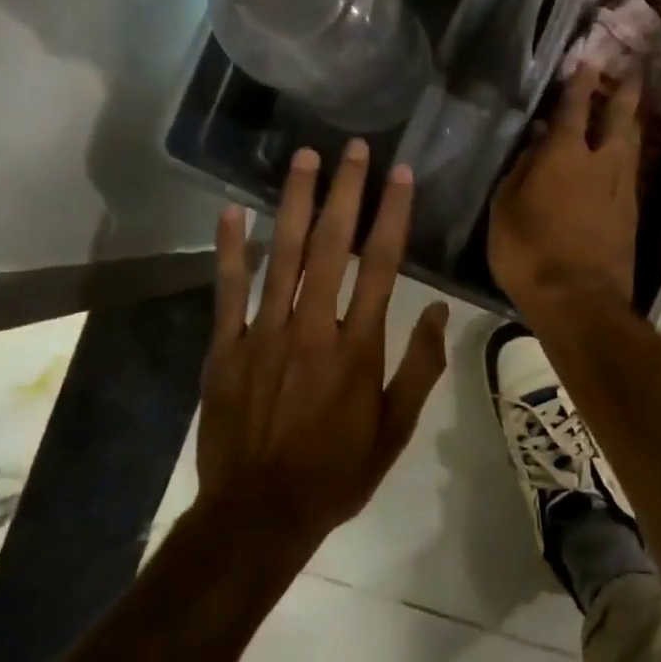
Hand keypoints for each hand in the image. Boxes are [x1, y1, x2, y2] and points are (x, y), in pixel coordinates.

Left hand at [197, 140, 449, 549]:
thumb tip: (434, 310)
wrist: (259, 513)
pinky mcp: (225, 349)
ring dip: (292, 203)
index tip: (400, 174)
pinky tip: (231, 213)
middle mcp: (312, 328)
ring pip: (280, 256)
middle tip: (350, 148)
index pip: (381, 265)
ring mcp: (263, 334)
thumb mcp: (396, 429)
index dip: (392, 215)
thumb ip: (418, 367)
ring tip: (302, 159)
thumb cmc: (338, 472)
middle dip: (343, 192)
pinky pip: (228, 290)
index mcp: (358, 347)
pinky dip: (230, 250)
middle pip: (330, 246)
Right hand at [490, 65, 641, 313]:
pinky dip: (627, 155)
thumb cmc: (530, 254)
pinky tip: (623, 156)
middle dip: (623, 92)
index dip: (580, 83)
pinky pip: (631, 172)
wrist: (580, 301)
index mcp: (565, 157)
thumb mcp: (506, 211)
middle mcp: (601, 164)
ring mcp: (621, 190)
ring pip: (631, 145)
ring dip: (630, 122)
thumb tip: (536, 141)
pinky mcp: (631, 215)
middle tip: (632, 71)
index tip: (589, 60)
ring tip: (630, 109)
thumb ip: (521, 170)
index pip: (574, 108)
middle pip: (618, 118)